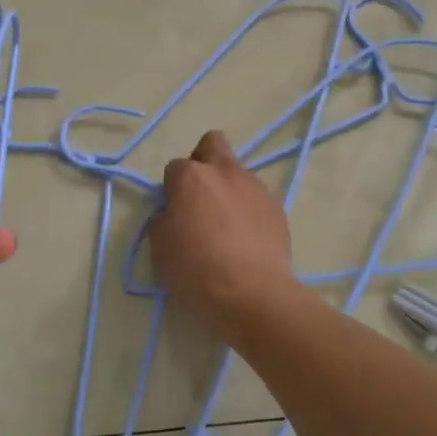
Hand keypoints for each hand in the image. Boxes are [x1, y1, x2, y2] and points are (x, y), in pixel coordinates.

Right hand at [151, 131, 295, 317]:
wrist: (252, 292)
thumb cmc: (196, 268)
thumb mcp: (160, 246)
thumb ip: (163, 219)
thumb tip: (173, 213)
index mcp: (191, 176)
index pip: (175, 167)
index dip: (172, 188)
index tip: (174, 211)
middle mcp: (224, 171)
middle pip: (212, 144)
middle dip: (204, 161)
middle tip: (200, 196)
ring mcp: (255, 187)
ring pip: (238, 173)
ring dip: (228, 188)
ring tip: (227, 225)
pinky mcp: (277, 207)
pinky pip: (256, 198)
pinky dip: (248, 210)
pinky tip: (246, 238)